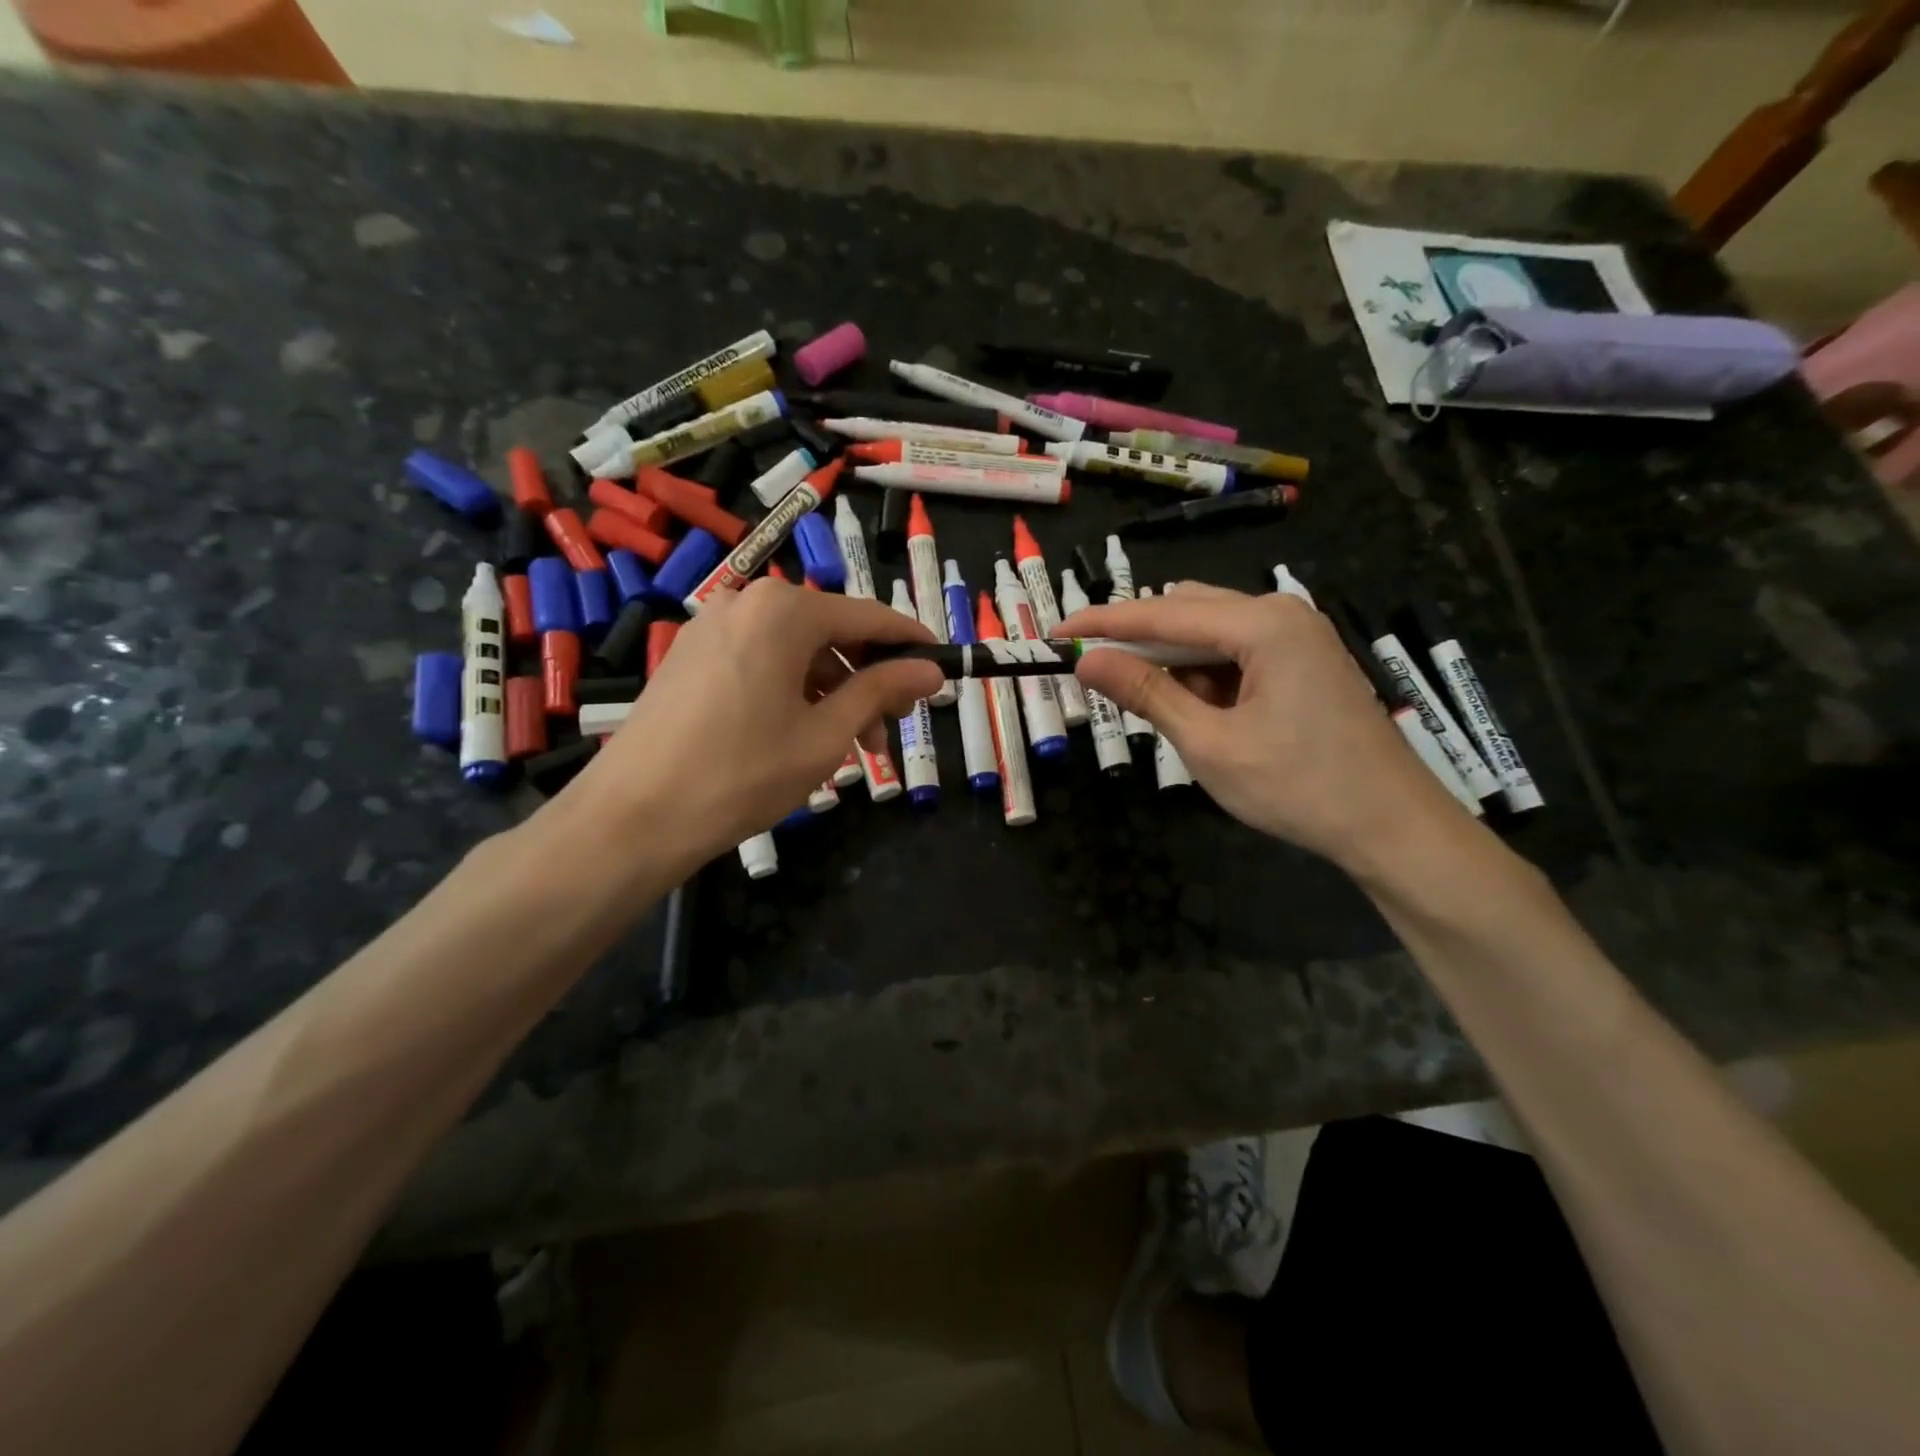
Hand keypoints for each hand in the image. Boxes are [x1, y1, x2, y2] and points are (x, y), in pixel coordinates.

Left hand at [569, 578, 941, 865]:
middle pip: (829, 633)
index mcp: (783, 610)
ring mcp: (711, 628)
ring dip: (831, 693)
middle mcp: (746, 603)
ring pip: (795, 652)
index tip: (942, 667)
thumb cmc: (743, 772)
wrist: (634, 817)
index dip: (909, 643)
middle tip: (890, 732)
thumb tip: (932, 670)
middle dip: (867, 681)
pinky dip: (792, 692)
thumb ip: (881, 691)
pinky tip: (801, 737)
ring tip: (848, 749)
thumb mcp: (826, 734)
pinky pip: (760, 663)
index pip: (867, 616)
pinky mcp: (689, 658)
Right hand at [1058, 582, 1469, 869]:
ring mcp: (1298, 636)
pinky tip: (1194, 708)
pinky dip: (1204, 674)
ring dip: (1171, 660)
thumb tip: (1086, 660)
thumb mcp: (1209, 743)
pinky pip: (1236, 652)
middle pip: (1186, 610)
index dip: (1102, 623)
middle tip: (1091, 672)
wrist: (1391, 827)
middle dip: (1137, 640)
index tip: (1054, 633)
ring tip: (1146, 701)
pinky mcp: (1303, 660)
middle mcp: (1281, 614)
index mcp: (1262, 624)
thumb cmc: (1298, 787)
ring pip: (1210, 633)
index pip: (1162, 611)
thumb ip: (1146, 693)